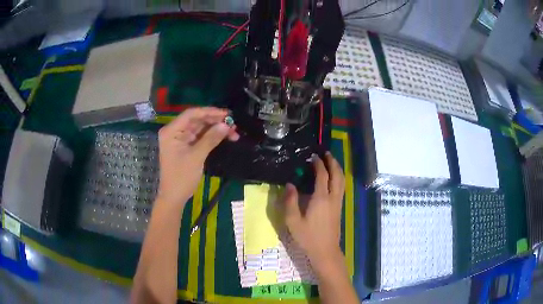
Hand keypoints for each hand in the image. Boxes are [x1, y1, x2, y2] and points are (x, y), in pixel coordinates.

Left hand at [157, 107, 238, 205]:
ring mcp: (181, 139)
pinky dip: (212, 136)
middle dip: (215, 121)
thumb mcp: (196, 157)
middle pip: (197, 120)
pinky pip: (201, 137)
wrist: (174, 197)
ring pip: (201, 128)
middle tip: (233, 124)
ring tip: (233, 131)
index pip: (191, 114)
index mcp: (172, 131)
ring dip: (216, 129)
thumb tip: (226, 125)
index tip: (226, 114)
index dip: (209, 112)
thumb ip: (211, 139)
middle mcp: (175, 131)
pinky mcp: (187, 146)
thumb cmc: (181, 177)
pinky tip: (225, 136)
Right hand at [281, 152, 344, 271]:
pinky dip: (339, 178)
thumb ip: (290, 201)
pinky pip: (341, 187)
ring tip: (331, 162)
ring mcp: (338, 203)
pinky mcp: (339, 208)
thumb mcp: (293, 221)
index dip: (318, 164)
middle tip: (326, 153)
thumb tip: (289, 184)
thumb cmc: (308, 237)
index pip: (322, 175)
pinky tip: (333, 179)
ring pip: (342, 181)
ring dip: (337, 169)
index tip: (313, 156)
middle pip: (337, 175)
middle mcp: (332, 198)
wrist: (325, 250)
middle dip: (332, 162)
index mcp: (321, 199)